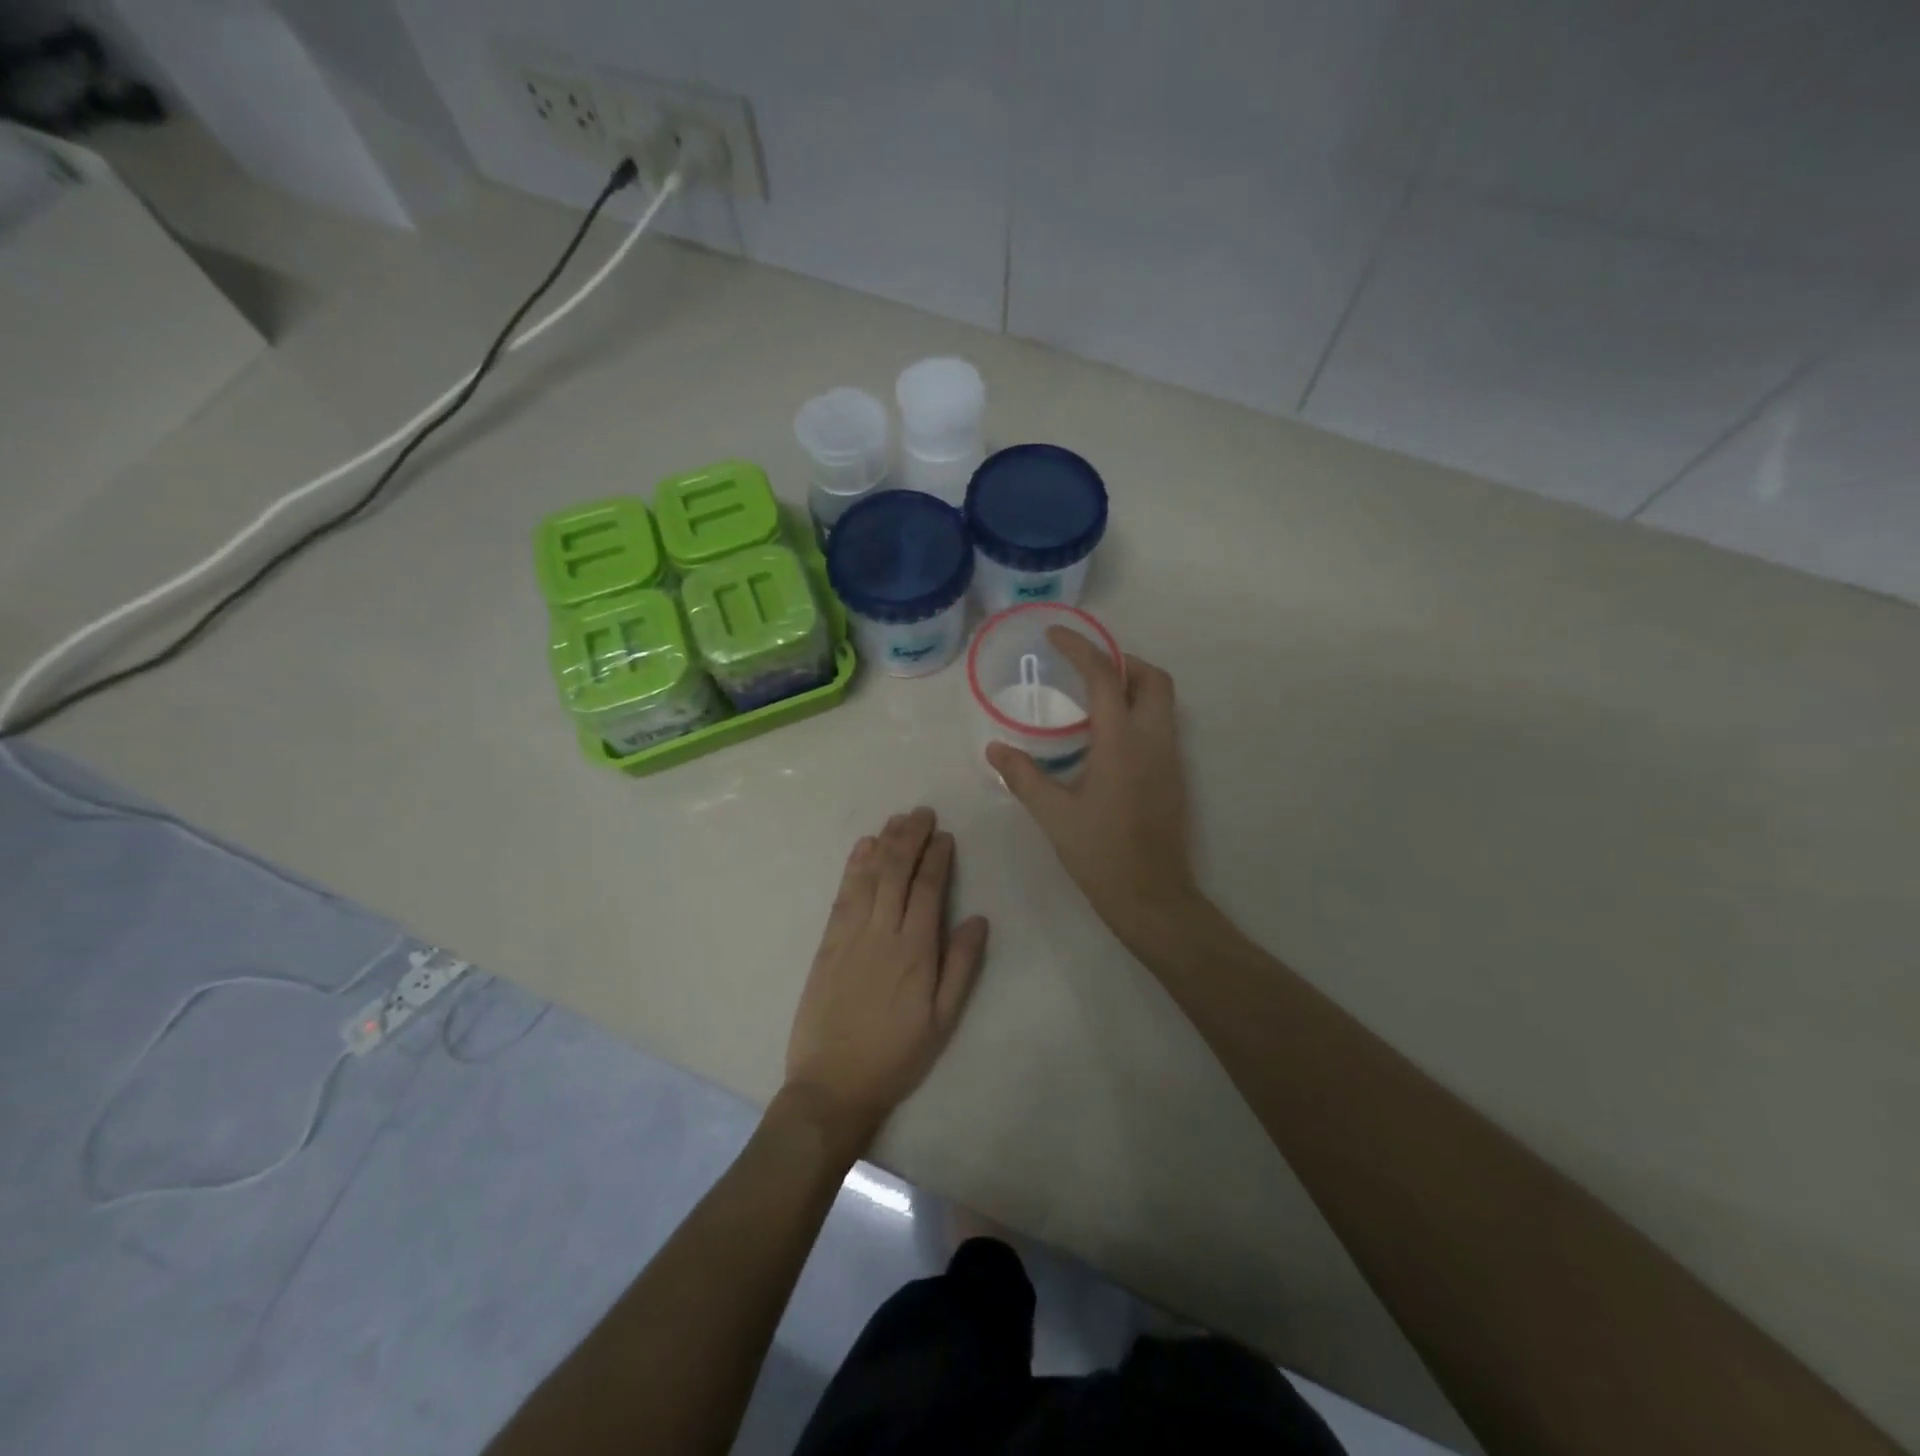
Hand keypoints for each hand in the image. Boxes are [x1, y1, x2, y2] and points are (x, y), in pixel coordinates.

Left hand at [784, 808, 988, 1147]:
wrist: (832, 1084)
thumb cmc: (896, 1055)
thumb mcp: (943, 1021)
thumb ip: (961, 967)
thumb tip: (978, 919)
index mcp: (915, 951)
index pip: (927, 889)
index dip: (937, 858)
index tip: (945, 836)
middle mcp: (882, 933)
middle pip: (896, 872)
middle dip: (910, 838)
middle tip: (923, 813)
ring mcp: (850, 935)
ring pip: (869, 876)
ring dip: (884, 843)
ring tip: (898, 820)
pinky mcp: (827, 942)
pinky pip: (843, 894)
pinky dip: (854, 866)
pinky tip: (862, 847)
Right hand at [986, 629, 1197, 953]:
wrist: (1152, 896)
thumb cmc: (1101, 854)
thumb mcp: (1054, 815)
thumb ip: (1023, 776)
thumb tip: (995, 748)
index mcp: (1121, 743)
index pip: (1105, 677)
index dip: (1080, 649)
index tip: (1055, 635)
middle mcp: (1153, 740)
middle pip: (1152, 678)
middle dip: (1121, 661)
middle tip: (1085, 668)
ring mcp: (1170, 758)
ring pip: (1162, 700)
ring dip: (1133, 684)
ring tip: (1092, 697)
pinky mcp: (1175, 775)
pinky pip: (1161, 724)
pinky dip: (1139, 711)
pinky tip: (1107, 737)